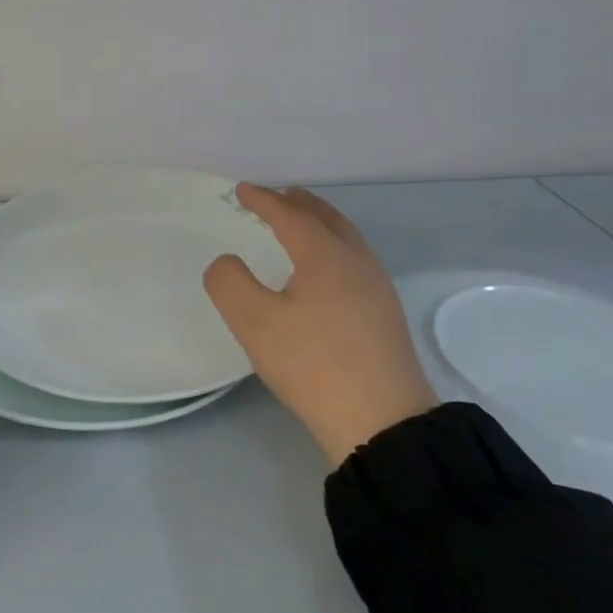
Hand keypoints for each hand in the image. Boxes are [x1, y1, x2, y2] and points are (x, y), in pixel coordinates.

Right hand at [204, 185, 434, 465]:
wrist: (382, 421)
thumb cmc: (313, 364)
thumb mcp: (255, 323)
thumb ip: (230, 283)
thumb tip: (227, 262)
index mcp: (325, 255)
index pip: (289, 215)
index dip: (263, 200)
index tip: (241, 190)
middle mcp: (356, 261)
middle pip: (326, 218)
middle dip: (298, 203)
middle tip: (277, 196)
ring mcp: (377, 287)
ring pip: (345, 238)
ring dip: (319, 223)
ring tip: (300, 225)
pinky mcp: (385, 313)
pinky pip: (354, 259)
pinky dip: (332, 247)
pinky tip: (325, 271)